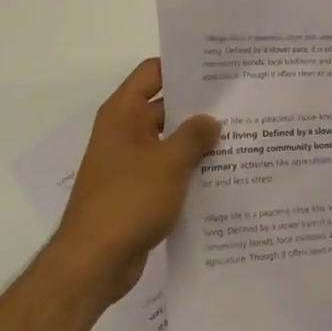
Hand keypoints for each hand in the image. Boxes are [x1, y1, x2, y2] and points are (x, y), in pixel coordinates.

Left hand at [52, 59, 220, 304]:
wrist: (92, 264)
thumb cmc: (128, 201)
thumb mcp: (169, 162)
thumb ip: (195, 135)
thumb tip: (211, 120)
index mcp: (123, 114)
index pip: (153, 72)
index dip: (183, 66)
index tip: (218, 68)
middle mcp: (123, 132)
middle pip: (165, 106)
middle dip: (199, 106)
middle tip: (239, 102)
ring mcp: (129, 164)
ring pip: (169, 141)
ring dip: (197, 141)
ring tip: (239, 136)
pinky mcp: (136, 192)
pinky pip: (167, 170)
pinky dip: (189, 170)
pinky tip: (222, 174)